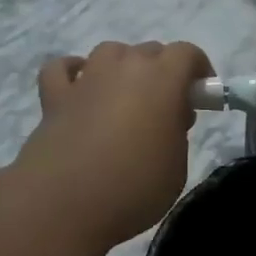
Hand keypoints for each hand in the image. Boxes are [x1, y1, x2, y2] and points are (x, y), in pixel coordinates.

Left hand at [18, 41, 210, 251]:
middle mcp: (124, 68)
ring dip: (123, 67)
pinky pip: (62, 69)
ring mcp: (86, 79)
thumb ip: (176, 133)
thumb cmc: (134, 187)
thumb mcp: (177, 166)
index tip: (202, 95)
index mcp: (162, 80)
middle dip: (162, 71)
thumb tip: (167, 120)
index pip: (187, 53)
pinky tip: (80, 88)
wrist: (65, 204)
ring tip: (126, 98)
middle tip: (166, 108)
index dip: (198, 69)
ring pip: (109, 52)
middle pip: (149, 51)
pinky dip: (74, 72)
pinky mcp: (54, 98)